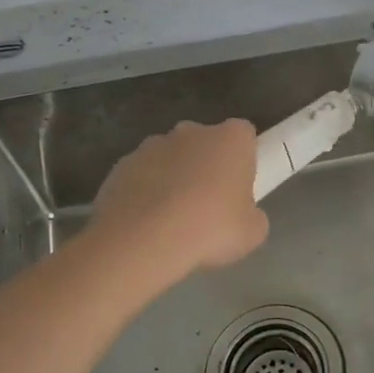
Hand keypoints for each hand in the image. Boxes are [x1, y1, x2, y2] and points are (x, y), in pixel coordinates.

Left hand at [91, 119, 268, 276]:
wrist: (143, 241)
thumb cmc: (210, 229)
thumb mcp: (253, 231)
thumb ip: (252, 214)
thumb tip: (243, 216)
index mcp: (230, 138)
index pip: (244, 134)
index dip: (243, 159)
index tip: (240, 187)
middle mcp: (191, 131)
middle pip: (204, 143)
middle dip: (206, 166)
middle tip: (208, 205)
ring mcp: (152, 145)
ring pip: (170, 158)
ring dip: (173, 178)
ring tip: (172, 220)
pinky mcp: (121, 165)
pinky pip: (141, 176)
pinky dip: (144, 193)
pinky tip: (145, 224)